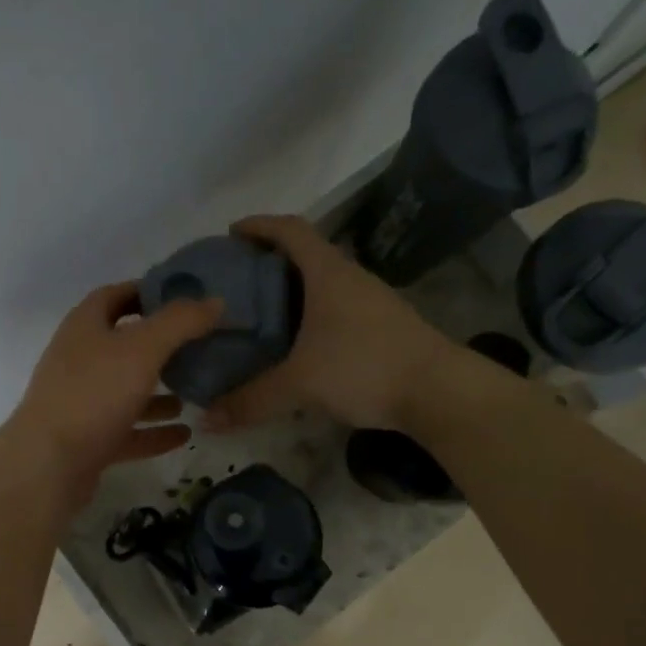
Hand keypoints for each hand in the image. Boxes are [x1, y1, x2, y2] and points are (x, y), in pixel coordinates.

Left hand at [2, 281, 224, 509]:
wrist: (49, 463)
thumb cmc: (94, 394)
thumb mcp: (143, 349)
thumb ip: (180, 323)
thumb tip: (215, 301)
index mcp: (84, 327)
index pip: (115, 296)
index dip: (147, 292)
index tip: (184, 298)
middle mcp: (79, 360)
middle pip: (123, 345)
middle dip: (160, 346)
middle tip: (199, 347)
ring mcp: (81, 402)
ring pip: (125, 390)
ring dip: (158, 392)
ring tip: (195, 392)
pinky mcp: (88, 440)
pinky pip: (127, 431)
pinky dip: (153, 431)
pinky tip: (184, 435)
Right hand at [203, 215, 461, 430]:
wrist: (438, 391)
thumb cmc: (364, 368)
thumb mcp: (300, 385)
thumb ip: (251, 400)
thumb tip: (207, 419)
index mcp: (328, 273)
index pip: (290, 230)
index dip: (258, 226)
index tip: (230, 235)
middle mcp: (350, 278)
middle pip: (305, 255)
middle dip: (269, 263)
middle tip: (236, 284)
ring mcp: (371, 301)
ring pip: (322, 285)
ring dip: (292, 293)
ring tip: (261, 316)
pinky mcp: (382, 327)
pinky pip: (336, 309)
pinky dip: (310, 317)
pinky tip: (297, 345)